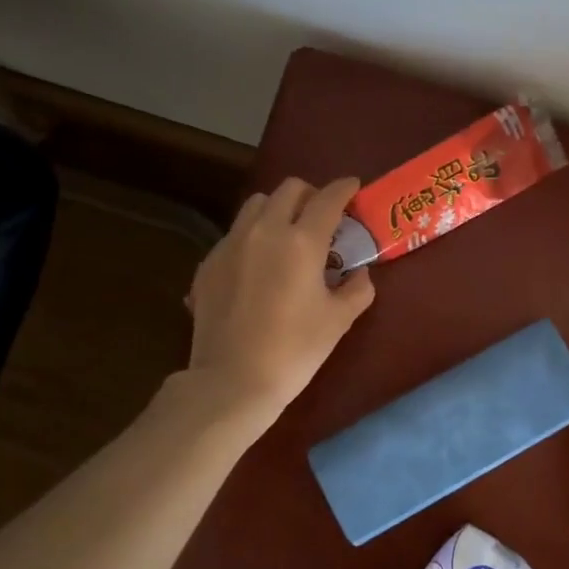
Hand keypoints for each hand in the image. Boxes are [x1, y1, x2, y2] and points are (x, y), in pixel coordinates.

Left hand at [186, 177, 375, 419]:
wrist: (232, 380)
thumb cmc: (295, 350)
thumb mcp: (339, 320)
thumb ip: (357, 289)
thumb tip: (359, 274)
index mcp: (302, 240)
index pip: (328, 198)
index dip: (345, 188)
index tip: (354, 188)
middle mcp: (265, 230)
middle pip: (289, 190)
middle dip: (311, 195)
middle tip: (323, 217)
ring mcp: (231, 244)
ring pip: (256, 205)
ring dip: (278, 209)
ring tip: (288, 235)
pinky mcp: (209, 263)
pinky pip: (235, 233)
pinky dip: (253, 236)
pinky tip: (259, 266)